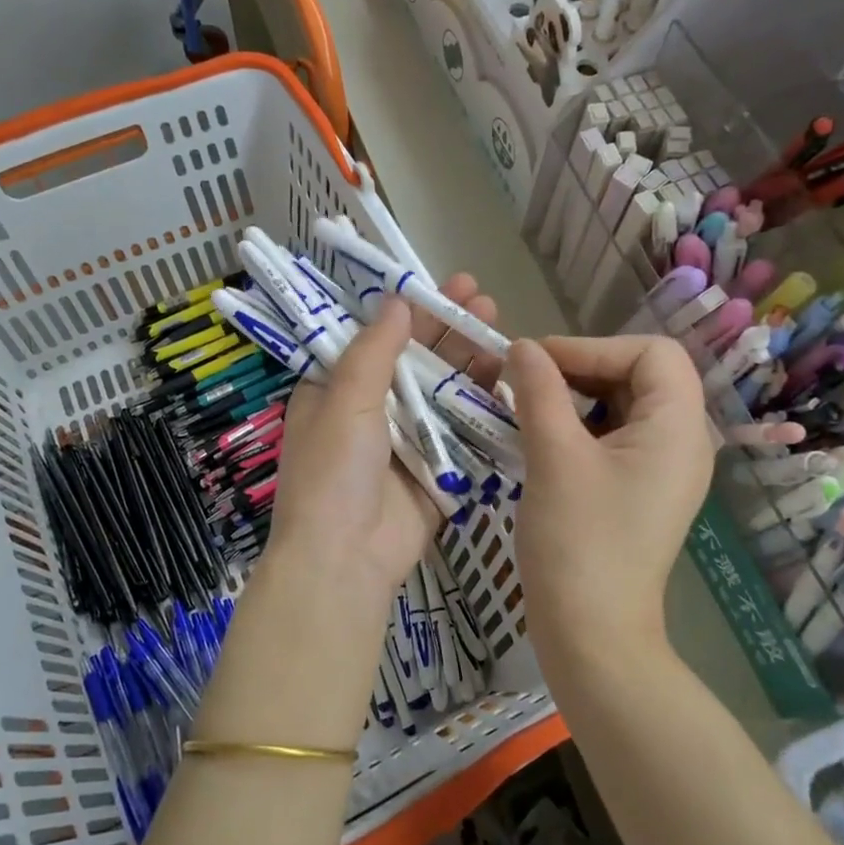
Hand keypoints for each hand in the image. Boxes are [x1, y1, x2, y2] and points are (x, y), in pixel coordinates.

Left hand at [265, 273, 500, 605]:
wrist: (344, 560)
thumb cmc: (333, 470)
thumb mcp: (345, 400)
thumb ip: (374, 350)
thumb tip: (397, 300)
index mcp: (338, 391)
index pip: (377, 339)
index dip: (409, 311)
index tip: (441, 285)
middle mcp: (372, 412)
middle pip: (416, 362)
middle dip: (448, 330)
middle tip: (483, 298)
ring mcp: (406, 443)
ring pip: (444, 394)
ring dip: (470, 364)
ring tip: (503, 332)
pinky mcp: (436, 472)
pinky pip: (462, 435)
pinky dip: (483, 411)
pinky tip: (510, 384)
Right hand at [504, 335, 711, 651]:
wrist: (591, 634)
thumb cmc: (577, 541)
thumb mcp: (553, 456)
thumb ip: (538, 390)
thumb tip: (521, 346)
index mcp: (678, 428)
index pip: (651, 352)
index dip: (593, 347)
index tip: (538, 364)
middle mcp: (682, 442)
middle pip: (639, 374)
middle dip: (581, 368)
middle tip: (526, 383)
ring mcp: (662, 469)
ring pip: (623, 404)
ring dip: (575, 396)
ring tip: (527, 408)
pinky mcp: (640, 489)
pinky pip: (614, 436)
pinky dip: (578, 425)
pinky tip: (540, 437)